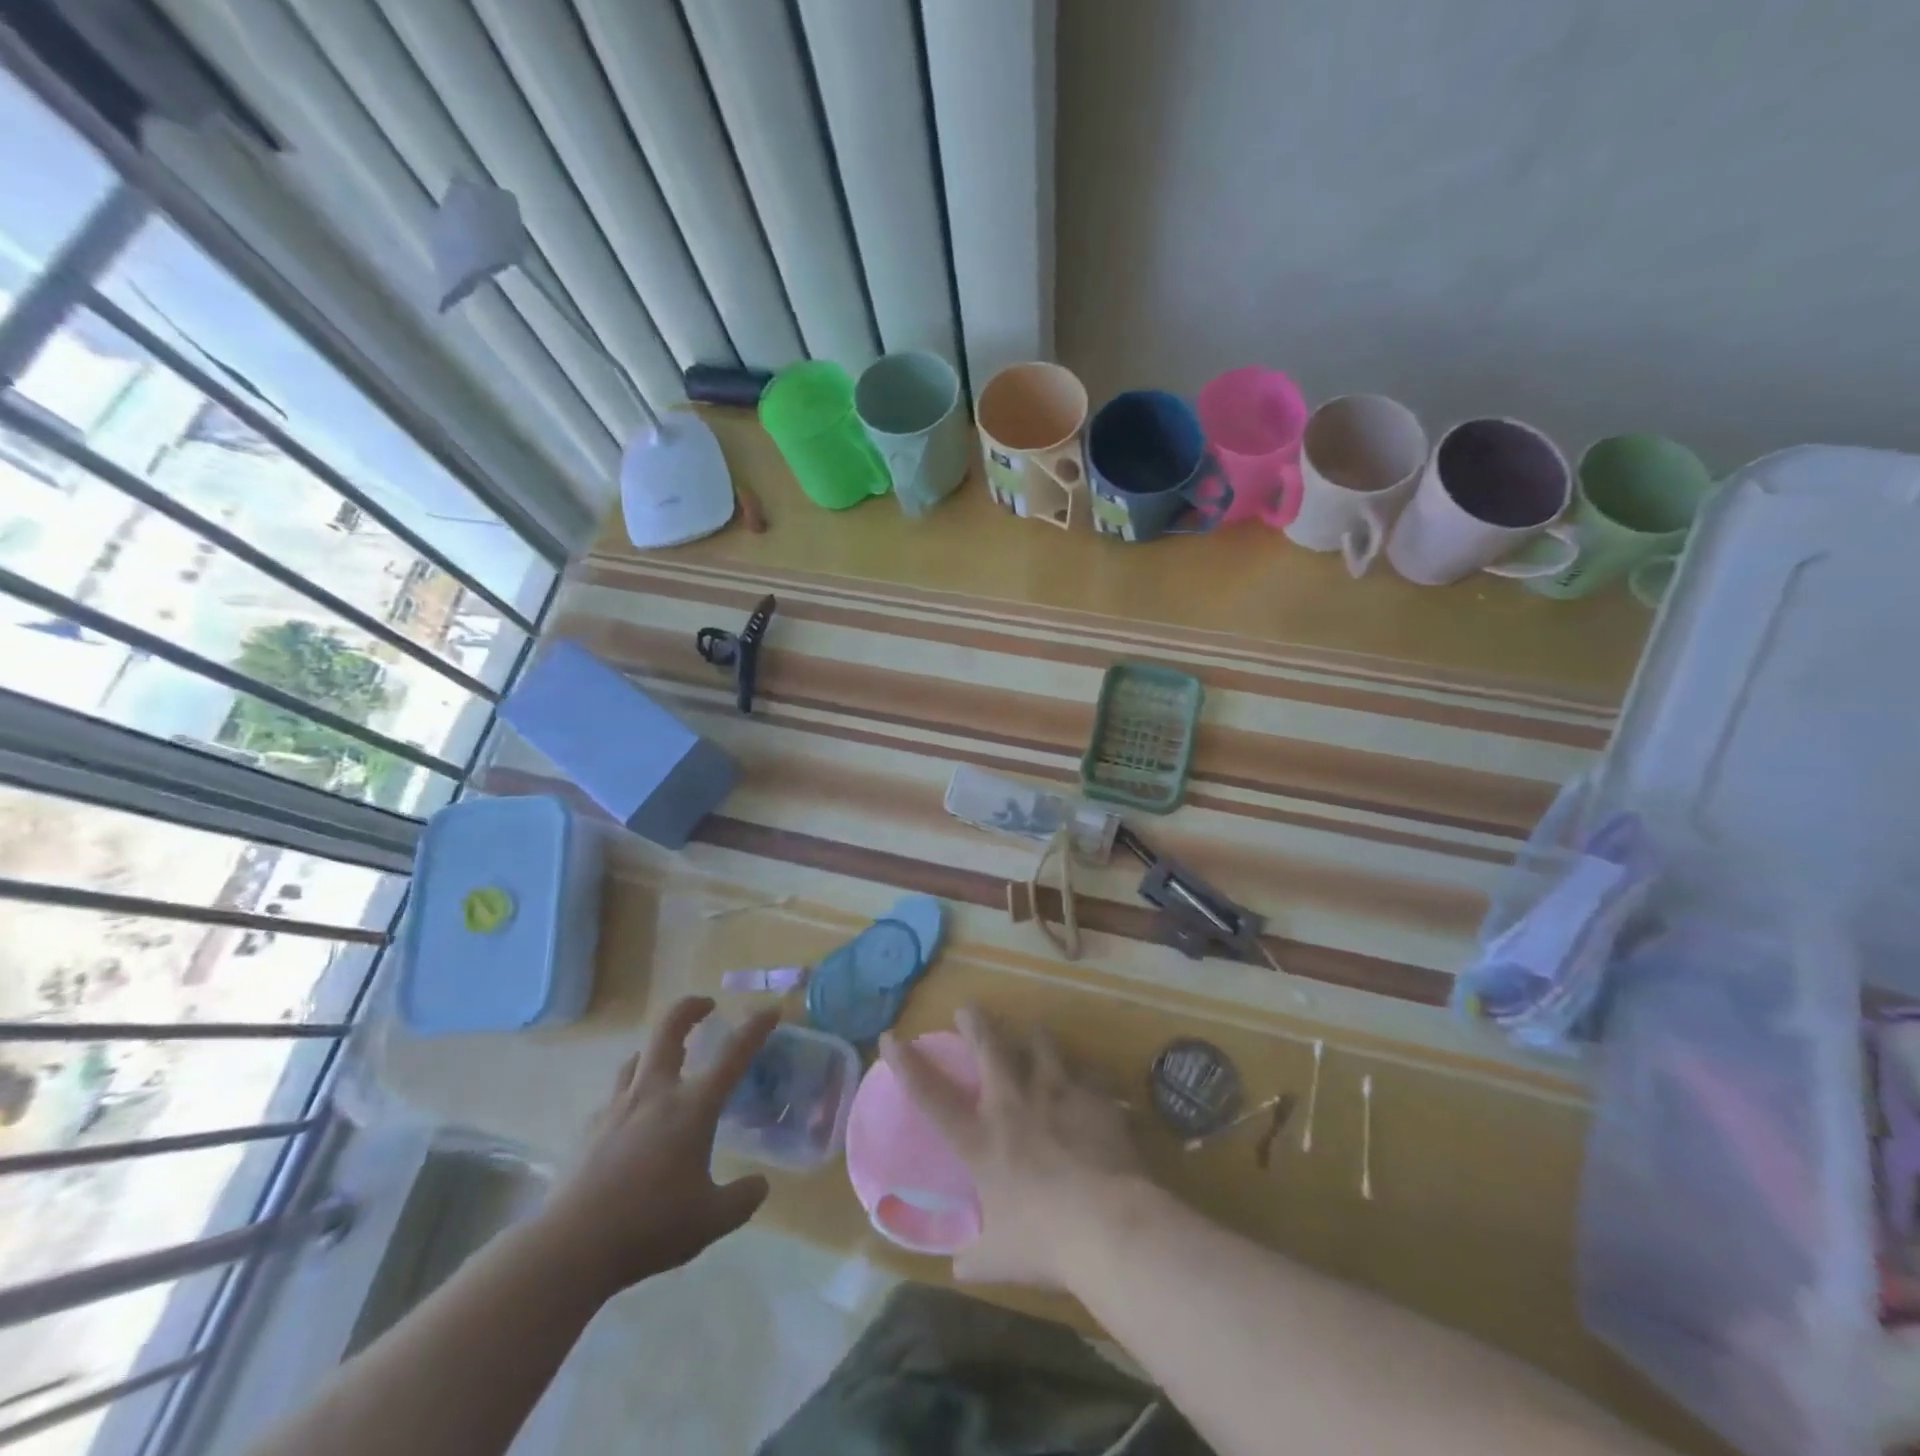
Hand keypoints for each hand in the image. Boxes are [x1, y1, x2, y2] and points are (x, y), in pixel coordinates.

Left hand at [536, 997, 778, 1295]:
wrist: (571, 1247)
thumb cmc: (650, 1226)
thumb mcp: (711, 1220)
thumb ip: (742, 1199)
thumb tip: (760, 1185)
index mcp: (693, 1106)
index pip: (733, 1054)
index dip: (755, 1028)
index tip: (770, 1010)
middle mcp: (656, 1093)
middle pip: (669, 1029)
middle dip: (690, 1009)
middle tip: (706, 1006)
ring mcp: (618, 1108)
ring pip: (637, 1058)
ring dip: (657, 1049)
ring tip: (669, 1059)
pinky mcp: (590, 1129)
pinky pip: (615, 1096)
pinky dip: (630, 1094)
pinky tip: (632, 1118)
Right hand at [879, 1005, 1144, 1288]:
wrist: (1110, 1225)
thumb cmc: (1046, 1242)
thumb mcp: (998, 1260)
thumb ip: (974, 1259)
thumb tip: (957, 1268)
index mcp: (980, 1139)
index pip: (930, 1094)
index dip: (906, 1063)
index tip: (890, 1037)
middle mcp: (1013, 1104)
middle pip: (988, 1047)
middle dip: (975, 1022)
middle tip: (968, 1007)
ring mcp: (1055, 1093)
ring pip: (1040, 1045)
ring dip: (1033, 1036)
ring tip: (1033, 1031)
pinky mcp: (1093, 1096)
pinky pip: (1085, 1073)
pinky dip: (1082, 1074)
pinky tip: (1088, 1079)